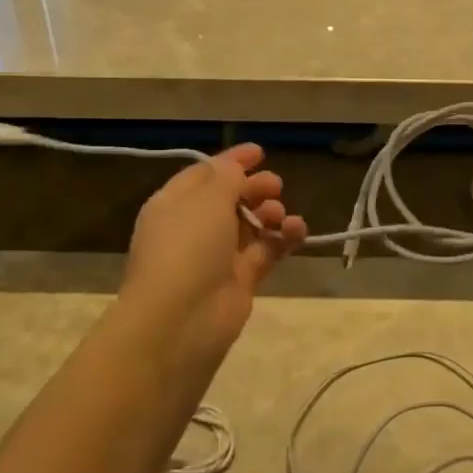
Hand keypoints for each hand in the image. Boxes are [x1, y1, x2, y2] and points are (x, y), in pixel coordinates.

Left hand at [118, 144, 306, 367]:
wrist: (181, 320)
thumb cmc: (188, 247)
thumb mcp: (207, 198)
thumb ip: (227, 176)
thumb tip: (235, 166)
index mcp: (174, 204)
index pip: (204, 174)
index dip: (231, 161)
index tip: (260, 152)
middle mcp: (193, 228)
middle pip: (230, 199)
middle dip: (255, 188)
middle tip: (277, 185)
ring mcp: (217, 256)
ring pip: (251, 225)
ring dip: (271, 213)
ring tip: (281, 215)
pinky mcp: (240, 280)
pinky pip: (266, 251)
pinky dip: (283, 239)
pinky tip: (298, 231)